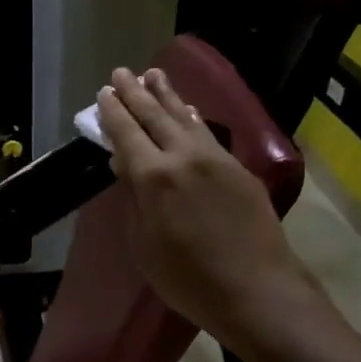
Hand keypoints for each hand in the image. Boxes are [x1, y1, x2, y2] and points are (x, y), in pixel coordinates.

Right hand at [96, 67, 319, 355]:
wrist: (255, 289)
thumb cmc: (188, 279)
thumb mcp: (144, 246)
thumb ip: (134, 200)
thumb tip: (125, 165)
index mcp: (154, 177)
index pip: (127, 133)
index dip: (114, 112)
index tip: (104, 93)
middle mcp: (184, 156)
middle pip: (156, 115)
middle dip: (136, 92)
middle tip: (123, 72)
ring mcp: (216, 159)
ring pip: (186, 118)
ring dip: (168, 95)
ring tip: (154, 74)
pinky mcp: (240, 169)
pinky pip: (208, 134)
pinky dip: (193, 119)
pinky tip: (189, 112)